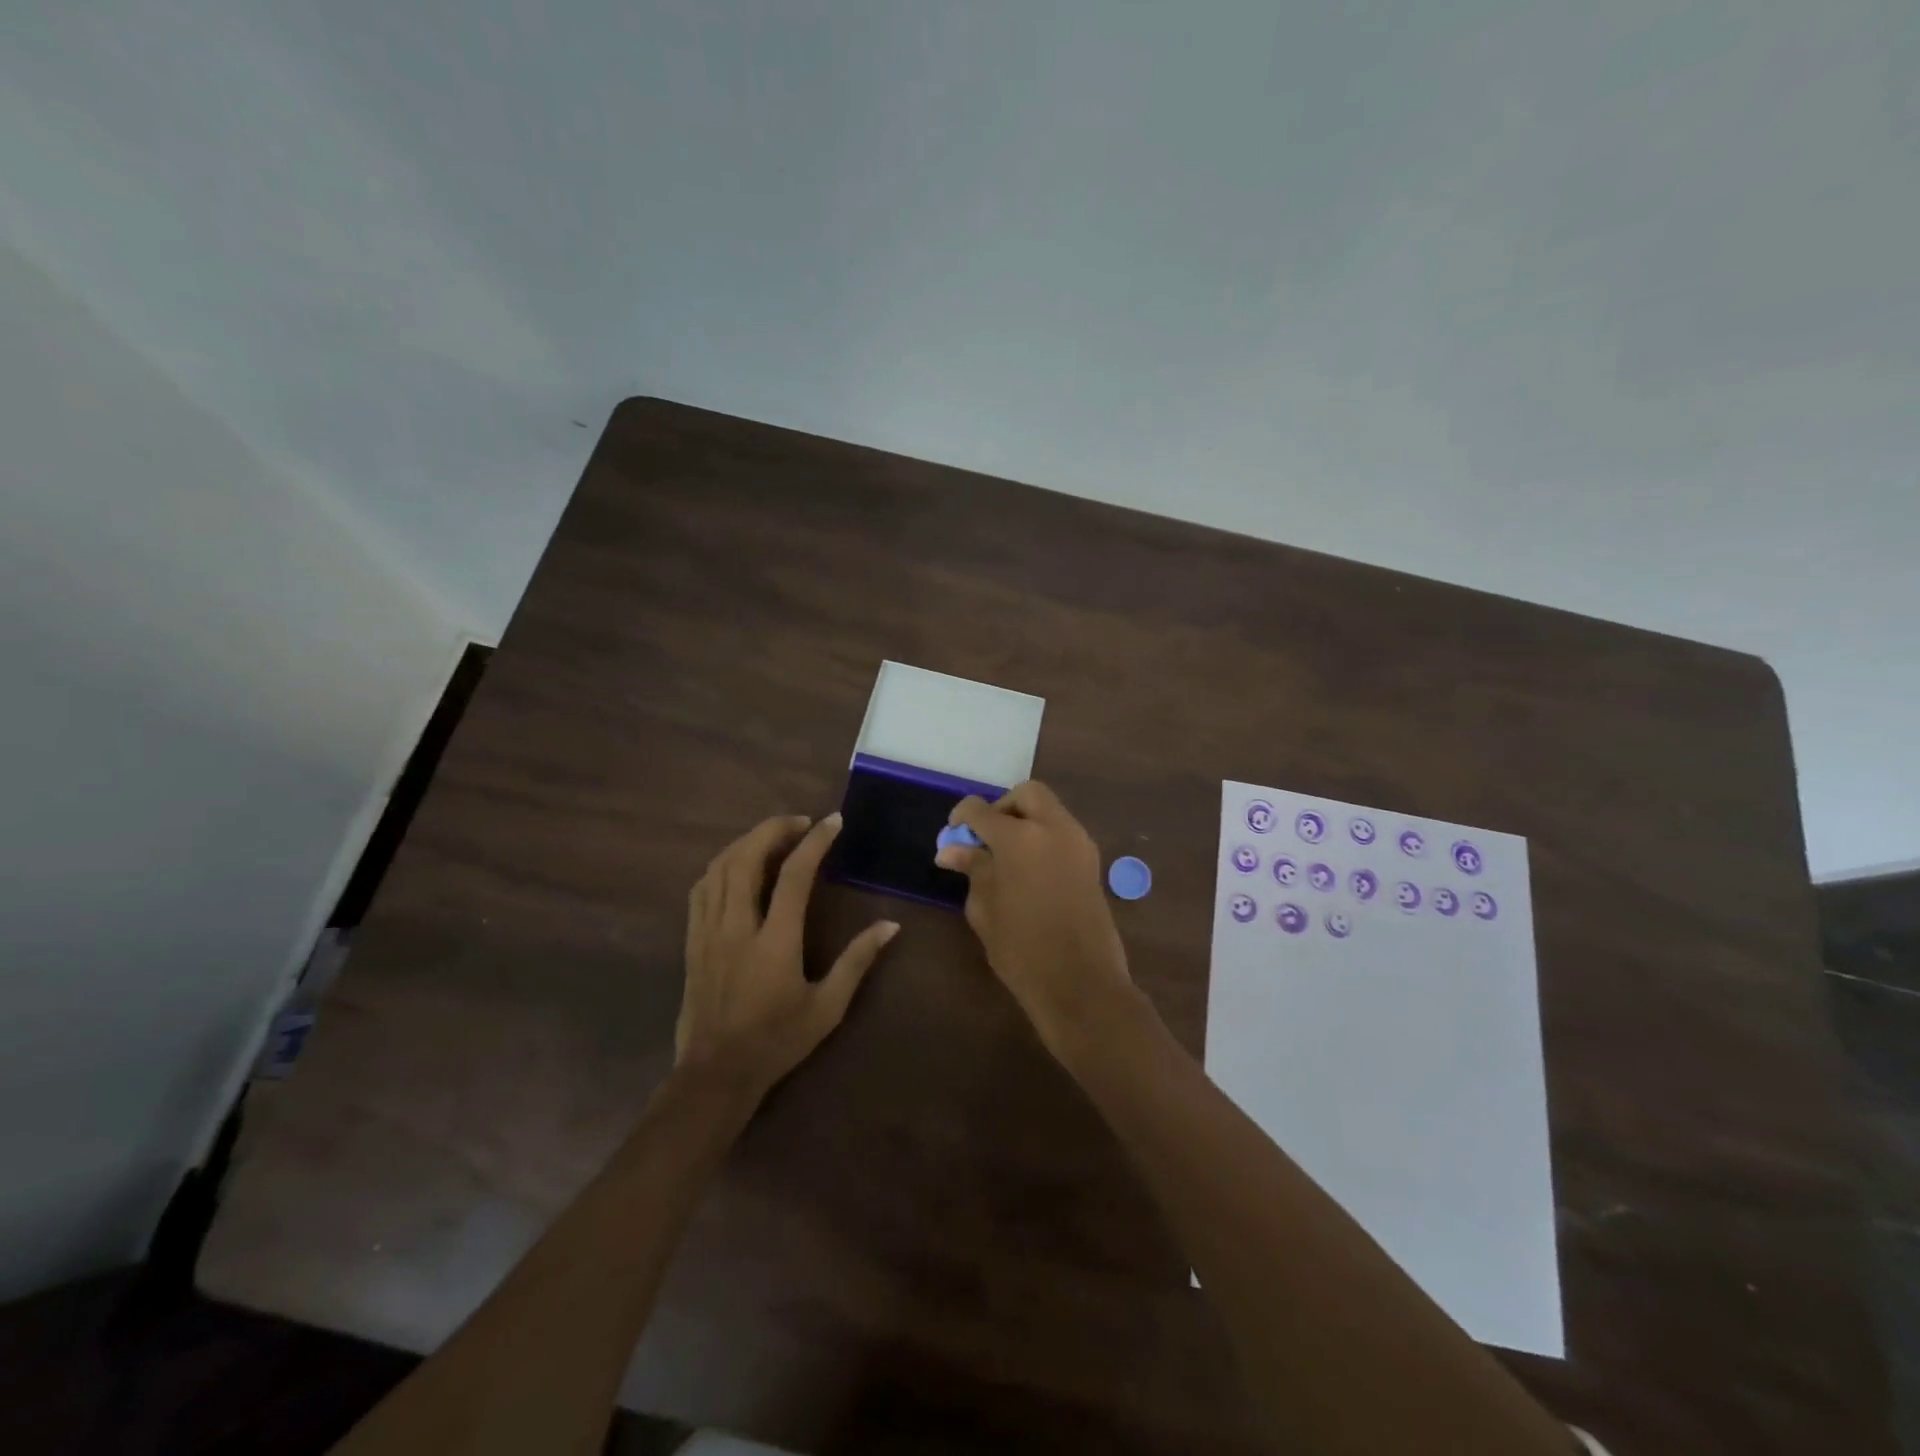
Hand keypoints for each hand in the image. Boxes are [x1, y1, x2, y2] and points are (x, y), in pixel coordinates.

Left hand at [678, 812, 897, 1097]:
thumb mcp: (827, 1007)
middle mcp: (737, 927)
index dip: (814, 842)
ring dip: (747, 841)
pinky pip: (701, 888)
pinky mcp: (693, 940)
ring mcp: (708, 932)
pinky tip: (737, 865)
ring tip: (773, 836)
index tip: (833, 821)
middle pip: (746, 858)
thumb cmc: (777, 1041)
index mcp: (774, 941)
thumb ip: (857, 961)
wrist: (715, 1074)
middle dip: (774, 829)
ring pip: (720, 867)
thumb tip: (890, 925)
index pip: (794, 875)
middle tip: (801, 822)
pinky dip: (721, 865)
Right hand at [934, 782, 1132, 1060]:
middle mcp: (1053, 828)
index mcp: (1020, 838)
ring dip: (1026, 819)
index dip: (962, 817)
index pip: (982, 810)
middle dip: (1003, 807)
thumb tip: (952, 849)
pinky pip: (1063, 831)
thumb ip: (972, 869)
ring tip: (1005, 856)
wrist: (1081, 982)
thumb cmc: (1022, 949)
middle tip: (986, 837)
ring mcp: (1078, 842)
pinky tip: (1028, 867)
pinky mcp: (1092, 861)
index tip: (953, 834)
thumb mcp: (985, 908)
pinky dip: (1044, 836)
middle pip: (1027, 794)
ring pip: (1049, 809)